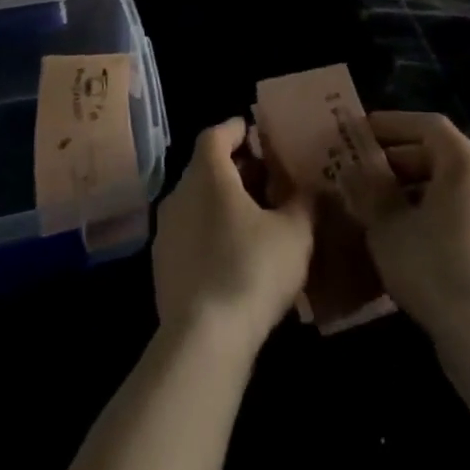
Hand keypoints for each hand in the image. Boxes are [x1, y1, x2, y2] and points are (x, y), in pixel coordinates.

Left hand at [152, 119, 313, 354]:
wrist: (203, 339)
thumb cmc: (251, 269)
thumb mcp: (294, 233)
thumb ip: (303, 203)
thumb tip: (308, 189)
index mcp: (208, 175)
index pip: (215, 135)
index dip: (235, 130)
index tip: (254, 131)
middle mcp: (179, 195)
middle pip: (205, 168)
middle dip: (235, 169)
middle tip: (265, 177)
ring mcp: (165, 232)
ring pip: (196, 203)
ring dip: (222, 203)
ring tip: (255, 218)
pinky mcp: (162, 267)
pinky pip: (190, 234)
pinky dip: (211, 232)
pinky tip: (235, 255)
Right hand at [339, 110, 469, 342]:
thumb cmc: (433, 265)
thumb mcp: (387, 225)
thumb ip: (367, 192)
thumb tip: (350, 171)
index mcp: (466, 161)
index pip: (426, 124)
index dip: (391, 123)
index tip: (360, 130)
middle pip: (437, 153)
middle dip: (395, 159)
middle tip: (360, 169)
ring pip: (446, 184)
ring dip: (409, 187)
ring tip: (372, 201)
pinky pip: (457, 209)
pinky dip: (427, 209)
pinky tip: (398, 232)